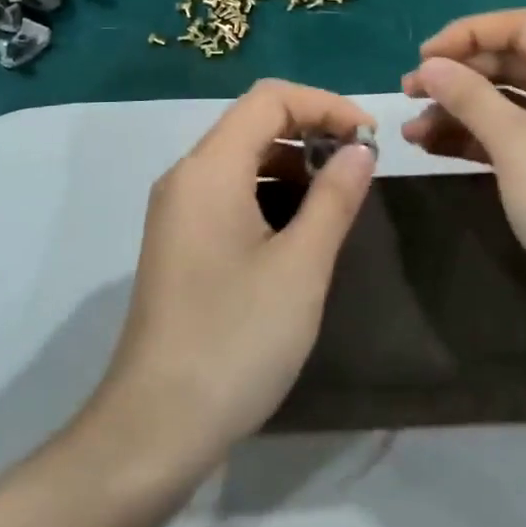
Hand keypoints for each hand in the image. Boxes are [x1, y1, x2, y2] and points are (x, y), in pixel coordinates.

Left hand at [84, 80, 376, 479]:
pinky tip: (299, 227)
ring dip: (292, 162)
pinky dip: (269, 190)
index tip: (370, 137)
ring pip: (241, 157)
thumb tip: (360, 149)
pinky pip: (228, 191)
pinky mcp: (179, 241)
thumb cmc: (235, 340)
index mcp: (209, 169)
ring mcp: (177, 210)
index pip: (269, 99)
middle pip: (252, 122)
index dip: (325, 104)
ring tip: (337, 195)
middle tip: (360, 164)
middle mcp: (186, 176)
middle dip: (311, 130)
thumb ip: (334, 198)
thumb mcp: (301, 267)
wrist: (156, 427)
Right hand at [400, 9, 525, 325]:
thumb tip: (428, 65)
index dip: (467, 35)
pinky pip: (515, 134)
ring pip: (509, 102)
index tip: (421, 57)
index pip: (522, 27)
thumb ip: (469, 96)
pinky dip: (476, 137)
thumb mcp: (517, 144)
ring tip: (411, 129)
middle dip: (458, 76)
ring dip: (459, 110)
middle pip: (513, 63)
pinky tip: (432, 147)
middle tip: (408, 92)